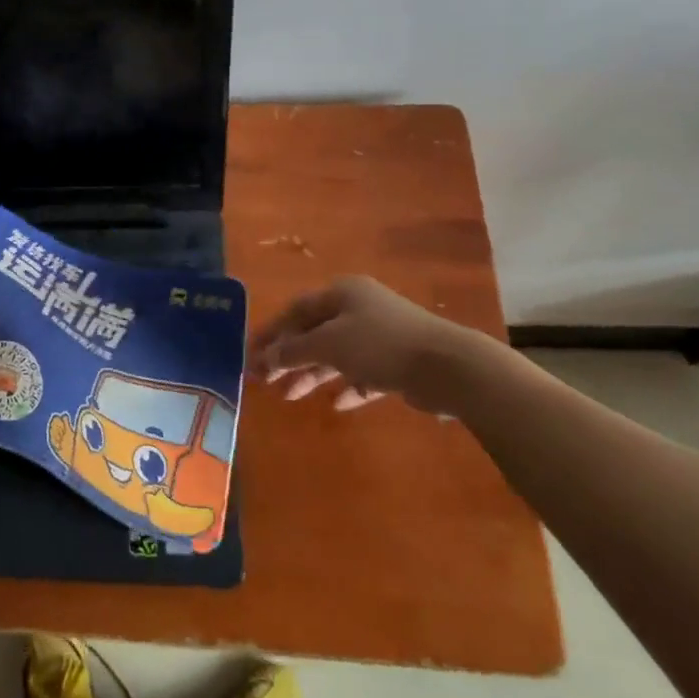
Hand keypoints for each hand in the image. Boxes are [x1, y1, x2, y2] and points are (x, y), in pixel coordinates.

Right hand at [247, 275, 481, 415]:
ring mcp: (381, 335)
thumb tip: (265, 358)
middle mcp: (360, 309)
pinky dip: (348, 386)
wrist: (447, 366)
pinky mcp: (398, 362)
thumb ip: (293, 351)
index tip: (252, 354)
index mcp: (342, 293)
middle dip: (290, 356)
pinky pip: (363, 373)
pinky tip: (337, 404)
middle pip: (314, 332)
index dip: (272, 332)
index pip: (296, 310)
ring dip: (313, 374)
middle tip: (267, 380)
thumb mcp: (328, 344)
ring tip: (291, 396)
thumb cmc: (379, 344)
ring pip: (337, 354)